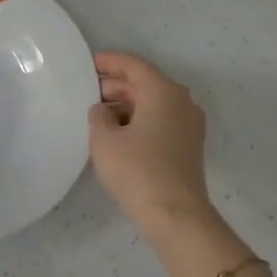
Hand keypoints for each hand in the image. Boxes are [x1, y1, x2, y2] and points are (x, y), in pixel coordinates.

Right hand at [88, 52, 215, 233]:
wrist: (175, 215)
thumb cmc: (137, 170)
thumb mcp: (104, 139)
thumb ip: (99, 115)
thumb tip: (103, 110)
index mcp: (163, 91)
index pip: (133, 65)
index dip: (109, 62)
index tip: (87, 64)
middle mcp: (181, 101)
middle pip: (145, 83)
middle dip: (116, 85)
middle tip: (88, 92)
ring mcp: (189, 125)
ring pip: (154, 103)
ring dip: (127, 104)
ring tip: (98, 115)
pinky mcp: (188, 146)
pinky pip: (161, 121)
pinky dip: (139, 120)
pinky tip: (118, 134)